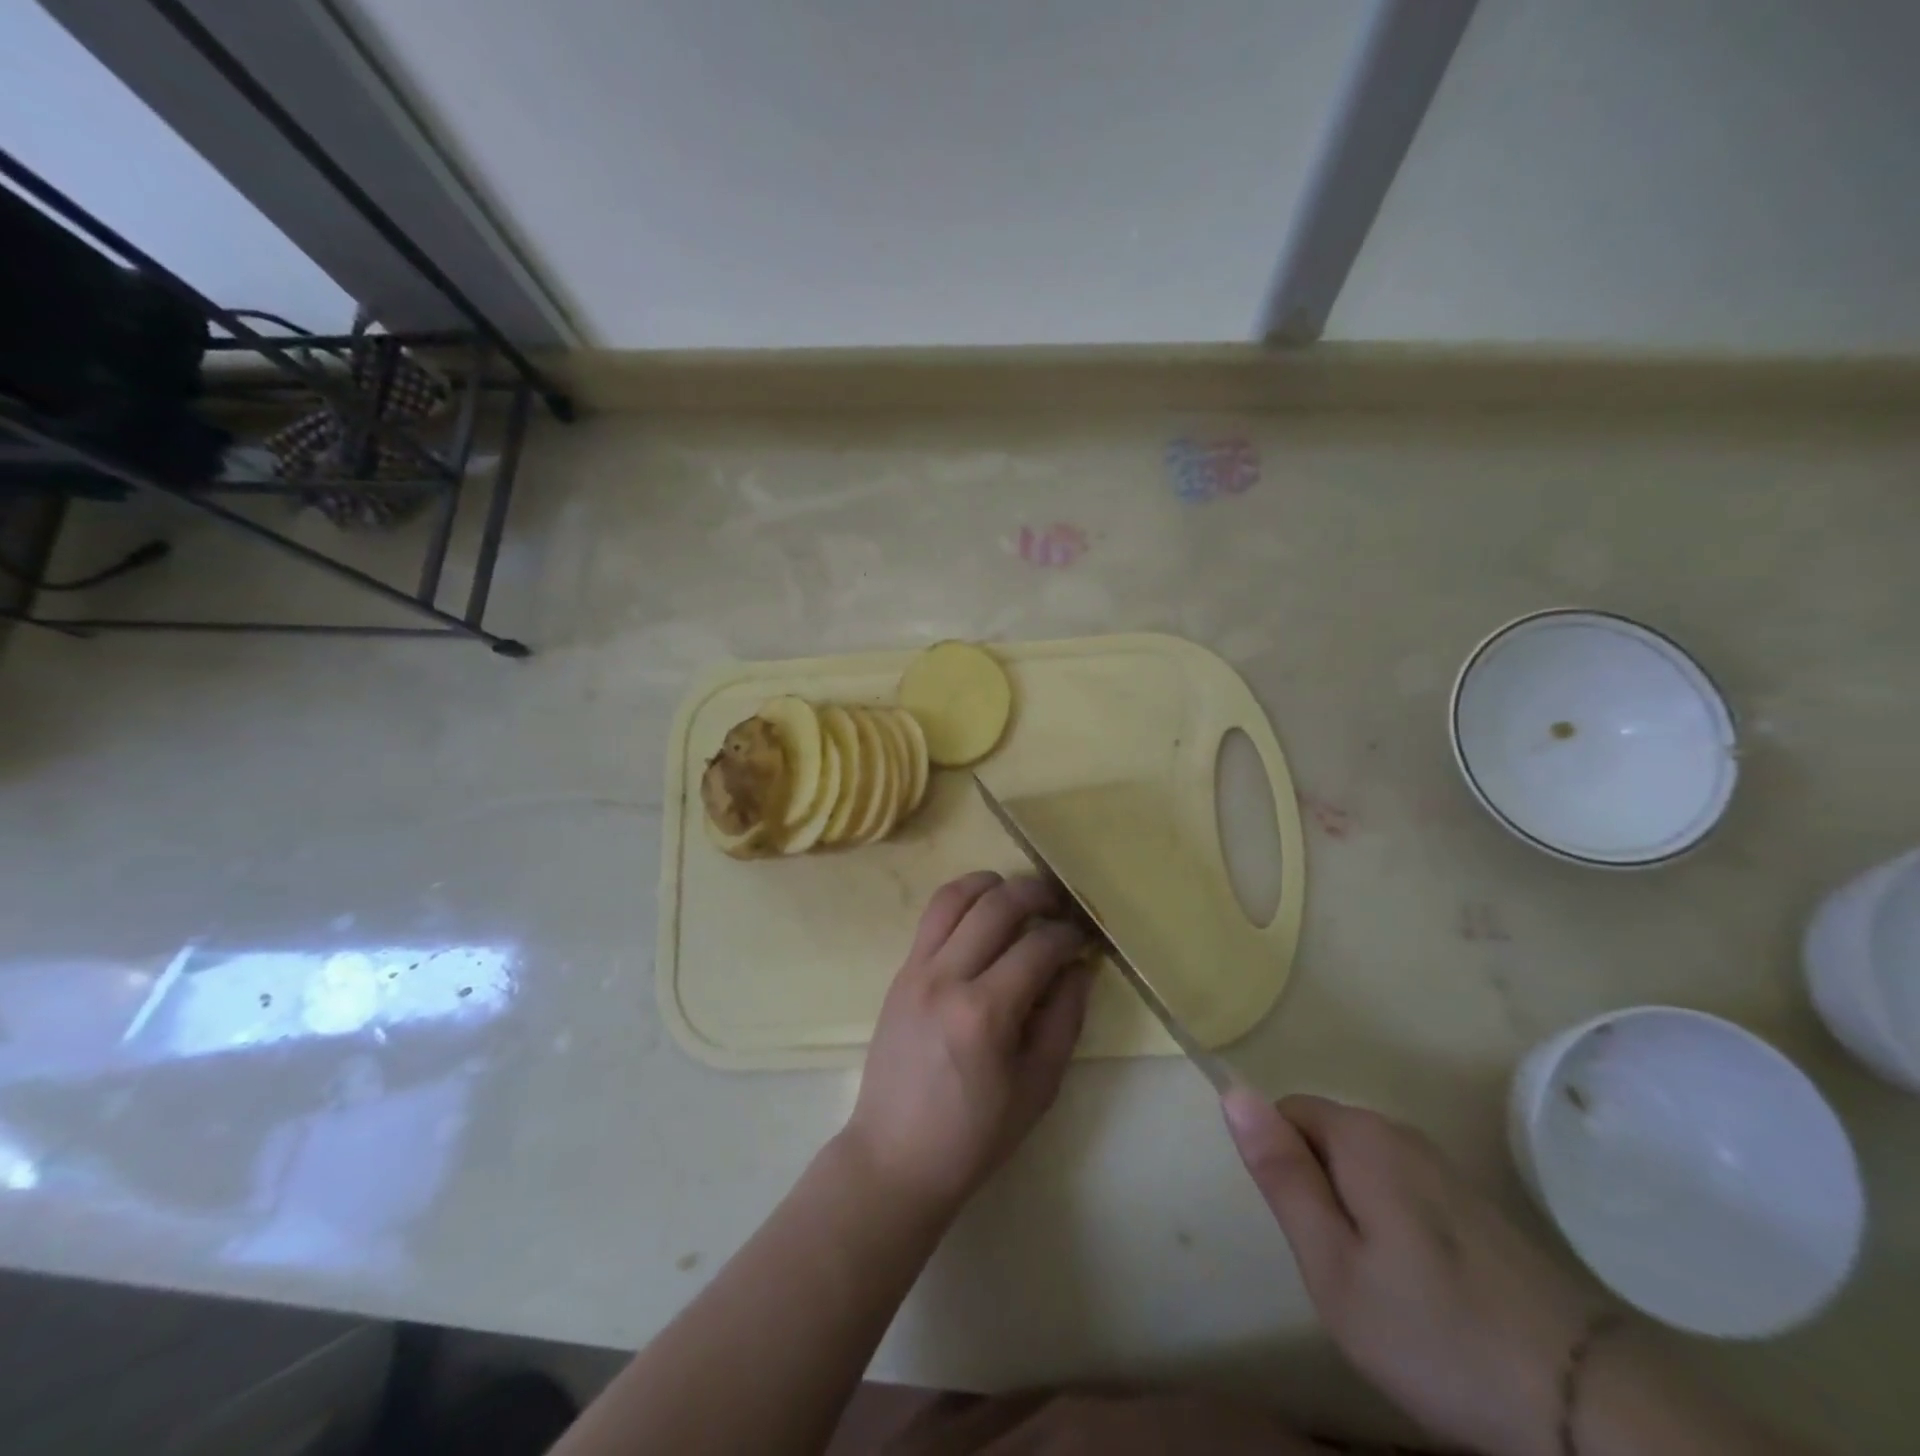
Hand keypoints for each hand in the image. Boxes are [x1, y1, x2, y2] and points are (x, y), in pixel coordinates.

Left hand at [841, 872, 1096, 1219]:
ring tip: (1018, 896)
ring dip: (993, 884)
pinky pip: (931, 917)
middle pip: (997, 904)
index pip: (1038, 946)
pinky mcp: (900, 972)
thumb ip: (1065, 1019)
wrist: (895, 1156)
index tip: (1084, 938)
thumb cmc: (975, 1135)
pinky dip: (962, 901)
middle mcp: (947, 977)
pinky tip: (982, 915)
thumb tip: (1080, 966)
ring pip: (955, 896)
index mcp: (985, 1013)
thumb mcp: (1038, 1087)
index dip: (1069, 934)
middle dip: (1037, 893)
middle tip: (1059, 903)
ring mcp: (916, 969)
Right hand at [1223, 1091, 1597, 1455]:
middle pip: (1326, 1137)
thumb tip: (1233, 1092)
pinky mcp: (1477, 1204)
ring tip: (1382, 1286)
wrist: (1586, 1401)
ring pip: (1365, 1167)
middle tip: (1341, 1268)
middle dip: (1317, 1189)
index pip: (1286, 1112)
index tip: (1308, 1232)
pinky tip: (1425, 1291)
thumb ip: (1280, 1173)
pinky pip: (1404, 1190)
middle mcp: (1402, 1133)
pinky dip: (1395, 1226)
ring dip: (1354, 1211)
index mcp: (1362, 1137)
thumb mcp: (1332, 1263)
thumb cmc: (1434, 1331)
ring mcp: (1446, 1168)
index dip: (1282, 1167)